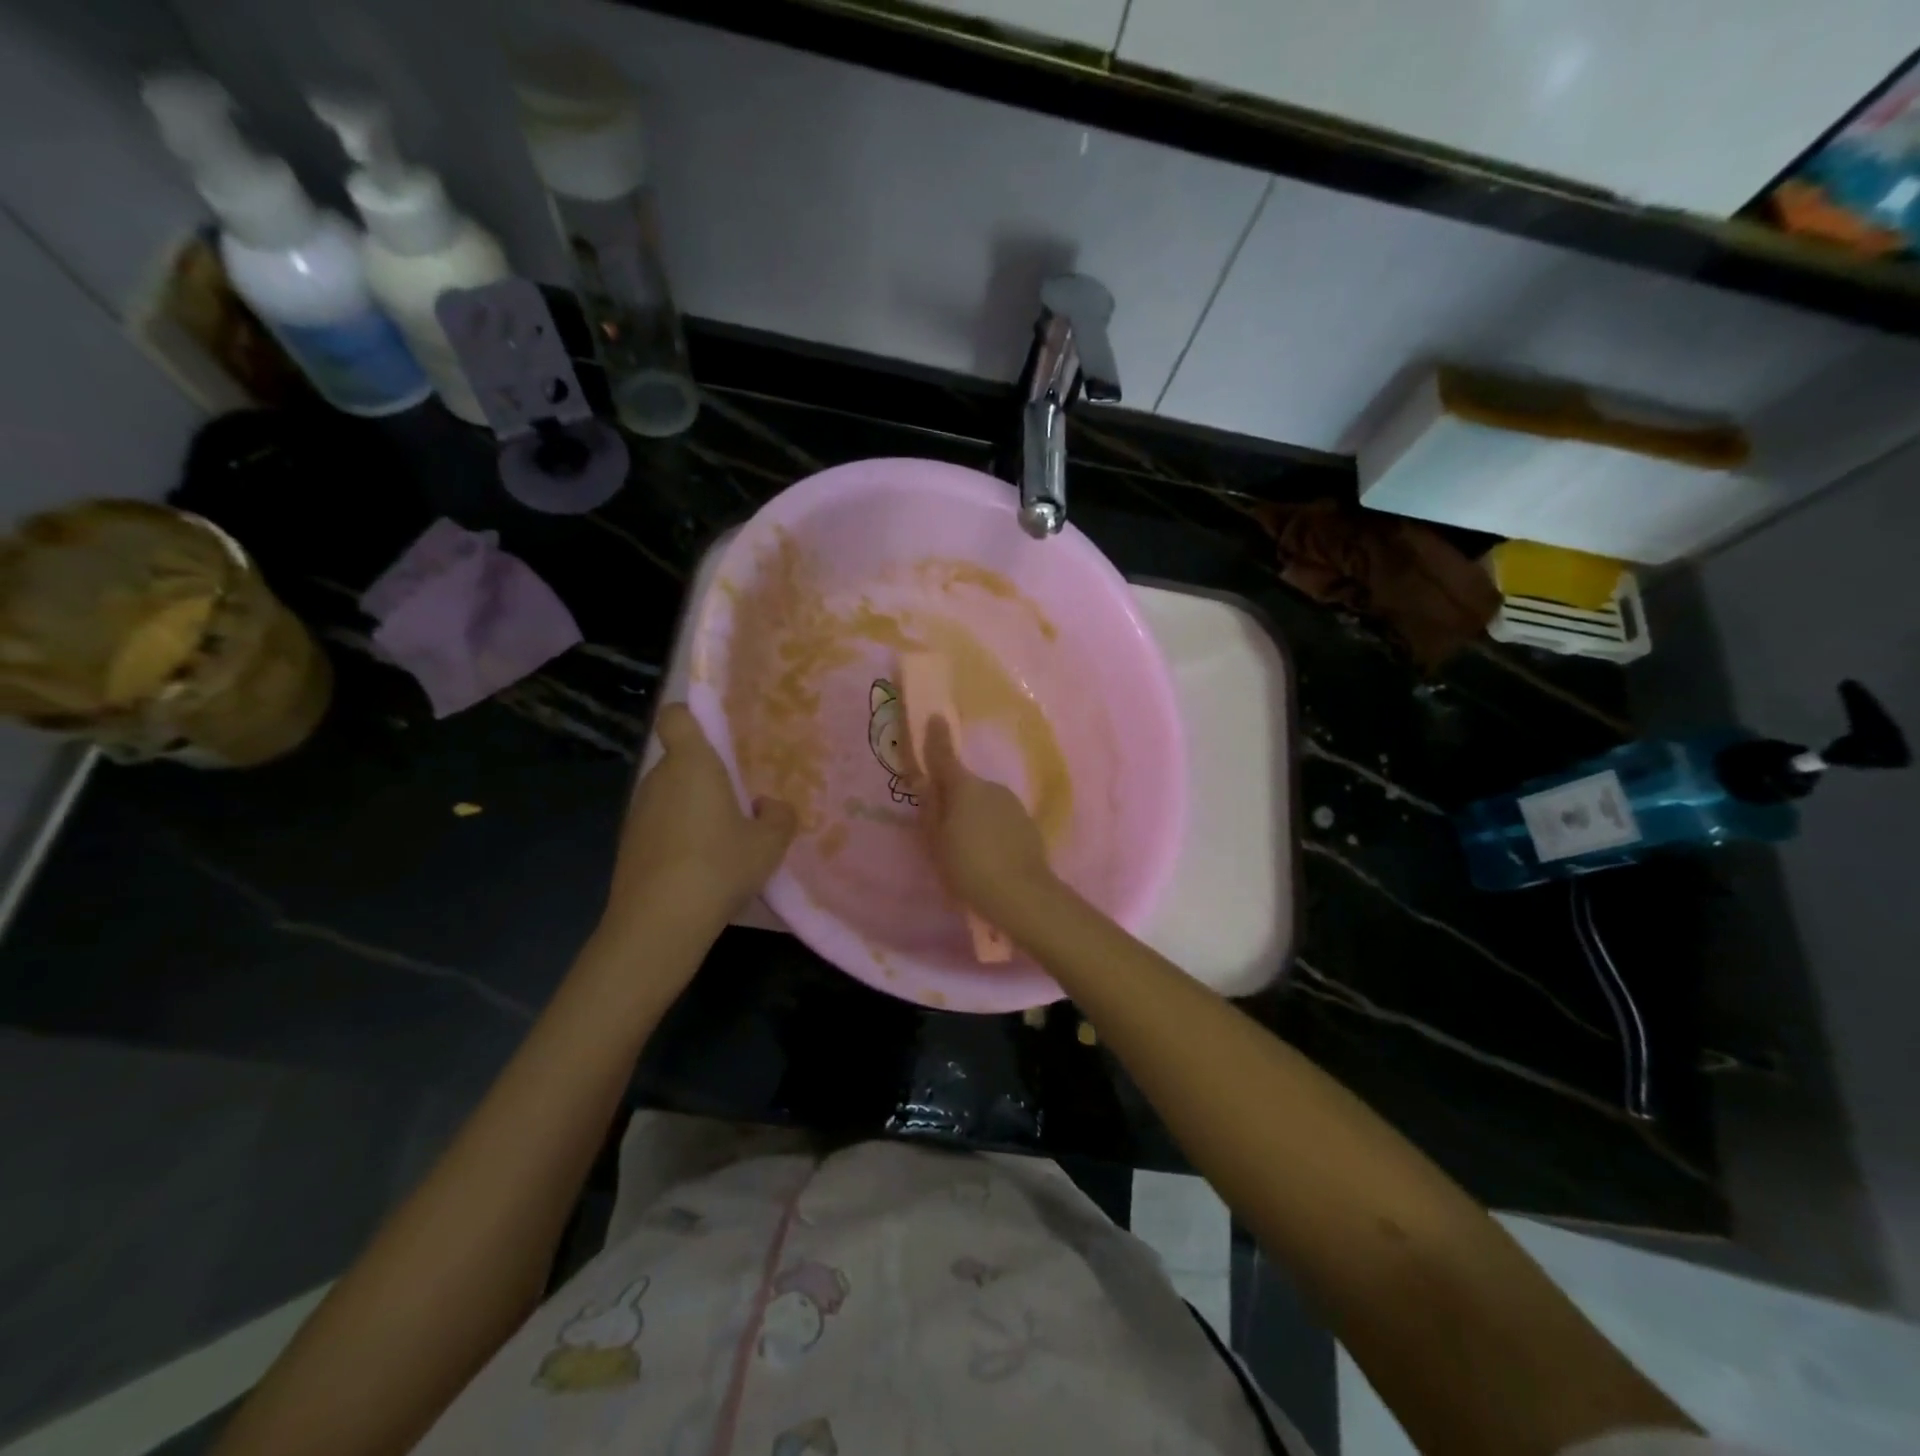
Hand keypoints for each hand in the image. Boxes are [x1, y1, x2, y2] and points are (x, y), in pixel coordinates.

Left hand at [603, 703, 796, 939]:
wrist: (659, 922)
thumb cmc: (719, 866)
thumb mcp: (769, 843)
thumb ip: (779, 817)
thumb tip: (768, 806)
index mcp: (692, 764)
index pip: (676, 716)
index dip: (691, 716)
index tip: (716, 736)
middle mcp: (658, 779)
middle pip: (680, 760)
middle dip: (706, 775)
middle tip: (739, 802)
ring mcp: (638, 812)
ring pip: (670, 795)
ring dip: (692, 808)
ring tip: (723, 840)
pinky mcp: (628, 844)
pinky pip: (659, 825)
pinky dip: (677, 836)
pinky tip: (699, 867)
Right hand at [916, 715, 1057, 929]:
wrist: (1021, 894)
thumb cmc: (968, 866)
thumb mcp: (936, 840)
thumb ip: (930, 808)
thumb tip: (925, 780)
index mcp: (963, 787)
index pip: (944, 756)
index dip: (936, 738)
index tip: (935, 716)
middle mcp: (990, 786)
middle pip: (964, 786)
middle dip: (953, 798)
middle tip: (941, 828)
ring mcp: (1012, 804)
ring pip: (983, 803)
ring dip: (973, 816)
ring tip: (965, 850)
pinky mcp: (1027, 824)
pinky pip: (999, 819)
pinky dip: (990, 829)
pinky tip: (987, 855)